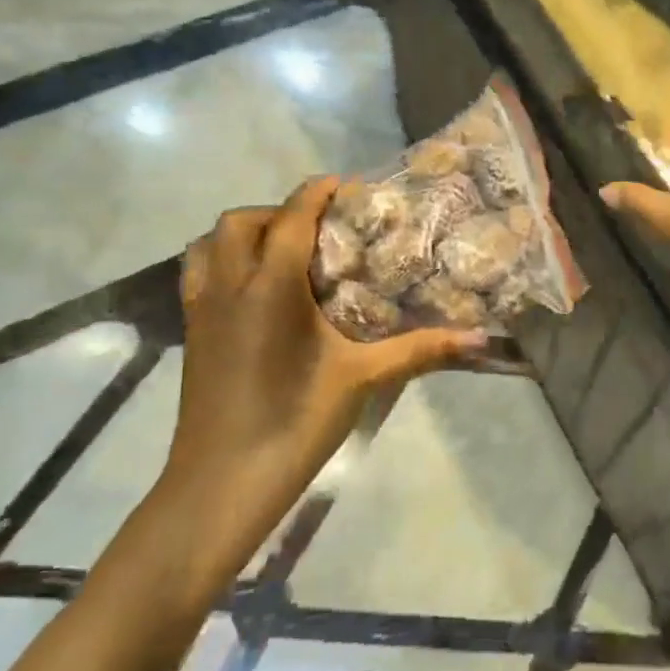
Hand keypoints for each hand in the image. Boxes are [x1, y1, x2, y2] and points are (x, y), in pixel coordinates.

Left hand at [161, 178, 482, 538]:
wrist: (221, 484)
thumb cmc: (295, 423)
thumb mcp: (363, 380)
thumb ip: (419, 349)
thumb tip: (478, 338)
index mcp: (271, 286)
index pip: (292, 217)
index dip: (317, 192)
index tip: (346, 186)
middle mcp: (230, 285)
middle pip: (242, 221)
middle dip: (279, 211)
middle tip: (319, 230)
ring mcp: (202, 309)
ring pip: (208, 244)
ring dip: (243, 234)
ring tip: (281, 253)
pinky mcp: (191, 334)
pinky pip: (198, 274)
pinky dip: (221, 262)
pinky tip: (254, 293)